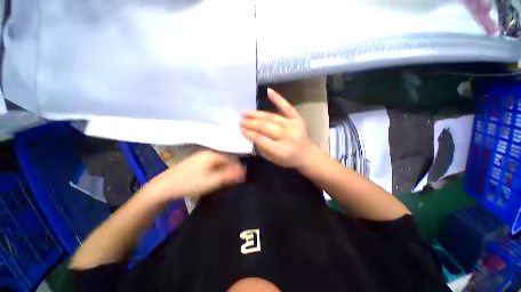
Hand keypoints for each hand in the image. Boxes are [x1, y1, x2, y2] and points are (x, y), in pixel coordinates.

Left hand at [145, 150, 244, 199]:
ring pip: (220, 161)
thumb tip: (244, 172)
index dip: (238, 168)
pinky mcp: (198, 160)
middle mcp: (209, 152)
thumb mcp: (212, 181)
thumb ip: (229, 176)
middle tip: (234, 181)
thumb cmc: (190, 183)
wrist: (165, 186)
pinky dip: (218, 170)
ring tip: (226, 180)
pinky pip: (213, 163)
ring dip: (225, 170)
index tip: (242, 178)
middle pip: (226, 159)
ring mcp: (202, 155)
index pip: (232, 159)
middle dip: (231, 169)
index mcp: (213, 154)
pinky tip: (216, 177)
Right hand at [240, 88, 315, 168]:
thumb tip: (250, 134)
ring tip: (246, 112)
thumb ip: (261, 147)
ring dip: (257, 114)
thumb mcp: (272, 159)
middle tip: (240, 119)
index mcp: (281, 150)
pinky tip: (269, 91)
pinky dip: (278, 99)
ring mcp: (293, 126)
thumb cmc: (288, 159)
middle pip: (265, 127)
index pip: (261, 139)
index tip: (240, 128)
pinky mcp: (298, 119)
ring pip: (272, 117)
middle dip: (251, 123)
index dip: (249, 133)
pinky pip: (287, 107)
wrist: (307, 155)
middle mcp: (287, 137)